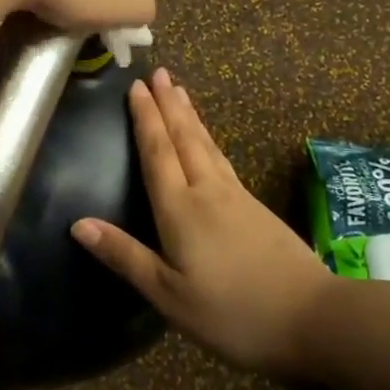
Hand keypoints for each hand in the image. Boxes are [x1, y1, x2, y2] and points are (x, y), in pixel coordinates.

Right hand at [72, 69, 333, 374]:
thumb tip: (79, 223)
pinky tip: (209, 141)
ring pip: (207, 145)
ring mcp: (236, 196)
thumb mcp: (168, 295)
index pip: (157, 152)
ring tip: (180, 92)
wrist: (311, 316)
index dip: (145, 118)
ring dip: (190, 116)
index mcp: (180, 209)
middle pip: (184, 138)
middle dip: (169, 104)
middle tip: (159, 73)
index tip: (136, 86)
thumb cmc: (231, 312)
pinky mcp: (255, 206)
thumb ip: (125, 256)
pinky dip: (208, 139)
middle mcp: (207, 191)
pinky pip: (222, 158)